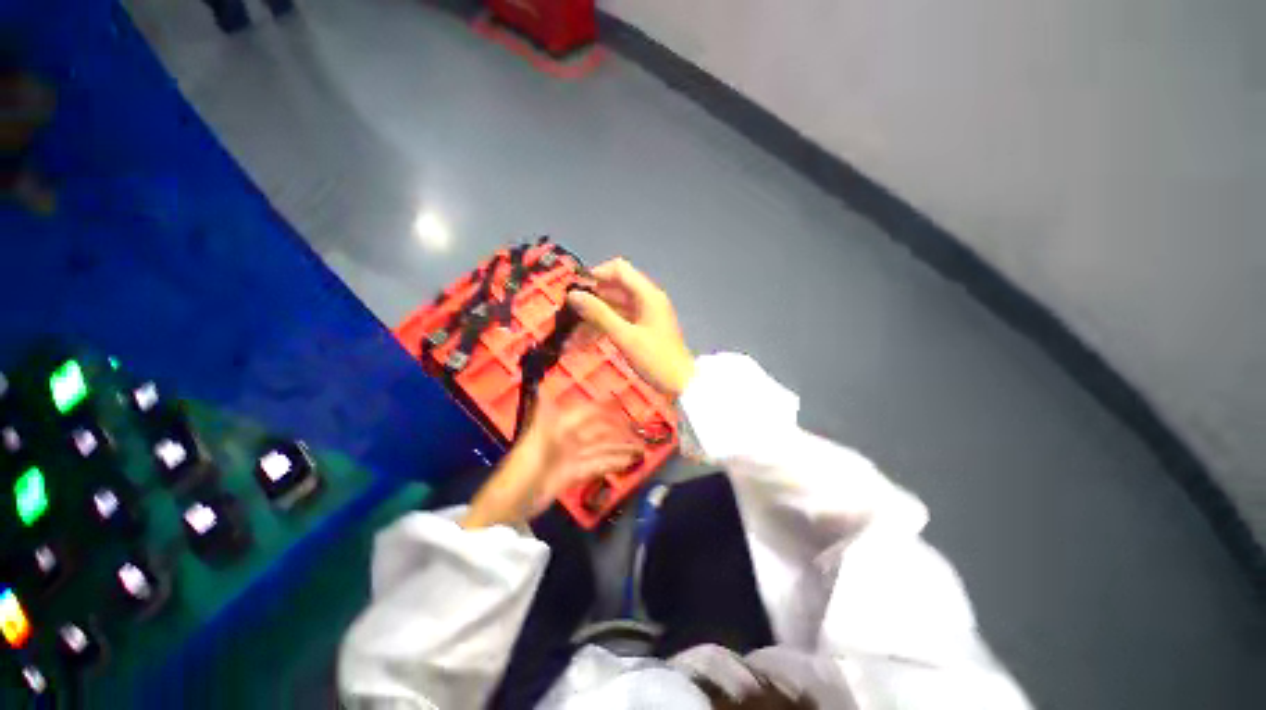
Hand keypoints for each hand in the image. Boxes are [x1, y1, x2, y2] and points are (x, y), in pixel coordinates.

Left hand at [461, 403, 643, 529]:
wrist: (510, 503)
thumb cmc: (523, 468)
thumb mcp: (534, 440)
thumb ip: (544, 414)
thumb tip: (543, 387)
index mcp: (560, 426)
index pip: (588, 413)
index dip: (605, 409)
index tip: (626, 407)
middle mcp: (569, 438)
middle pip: (598, 432)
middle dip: (618, 432)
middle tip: (640, 435)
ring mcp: (572, 456)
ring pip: (601, 448)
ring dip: (619, 449)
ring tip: (640, 450)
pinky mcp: (573, 474)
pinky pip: (596, 465)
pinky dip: (611, 464)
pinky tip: (626, 464)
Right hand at [566, 259, 695, 397]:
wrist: (680, 384)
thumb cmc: (655, 359)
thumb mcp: (624, 337)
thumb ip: (599, 314)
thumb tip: (573, 295)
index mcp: (647, 294)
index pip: (619, 269)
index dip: (596, 275)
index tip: (576, 290)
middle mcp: (647, 299)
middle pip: (615, 289)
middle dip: (591, 300)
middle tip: (569, 314)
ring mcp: (646, 314)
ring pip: (615, 307)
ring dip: (595, 317)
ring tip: (572, 333)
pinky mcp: (643, 328)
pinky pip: (620, 320)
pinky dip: (604, 327)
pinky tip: (585, 341)